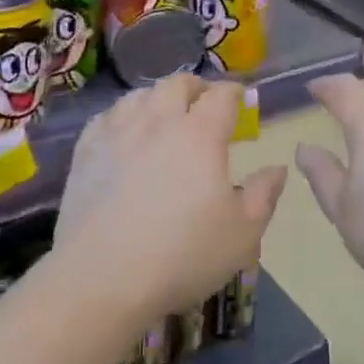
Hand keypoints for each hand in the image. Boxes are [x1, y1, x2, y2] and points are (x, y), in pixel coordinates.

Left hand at [56, 75, 285, 324]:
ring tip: (164, 115)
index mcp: (200, 134)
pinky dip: (122, 116)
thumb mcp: (242, 234)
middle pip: (177, 84)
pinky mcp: (85, 152)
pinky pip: (106, 117)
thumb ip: (264, 195)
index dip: (235, 93)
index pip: (222, 95)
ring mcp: (117, 133)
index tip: (241, 100)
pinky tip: (124, 132)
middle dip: (196, 87)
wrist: (102, 279)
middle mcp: (158, 121)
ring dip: (158, 98)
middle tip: (204, 103)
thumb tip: (277, 168)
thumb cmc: (182, 255)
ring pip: (139, 95)